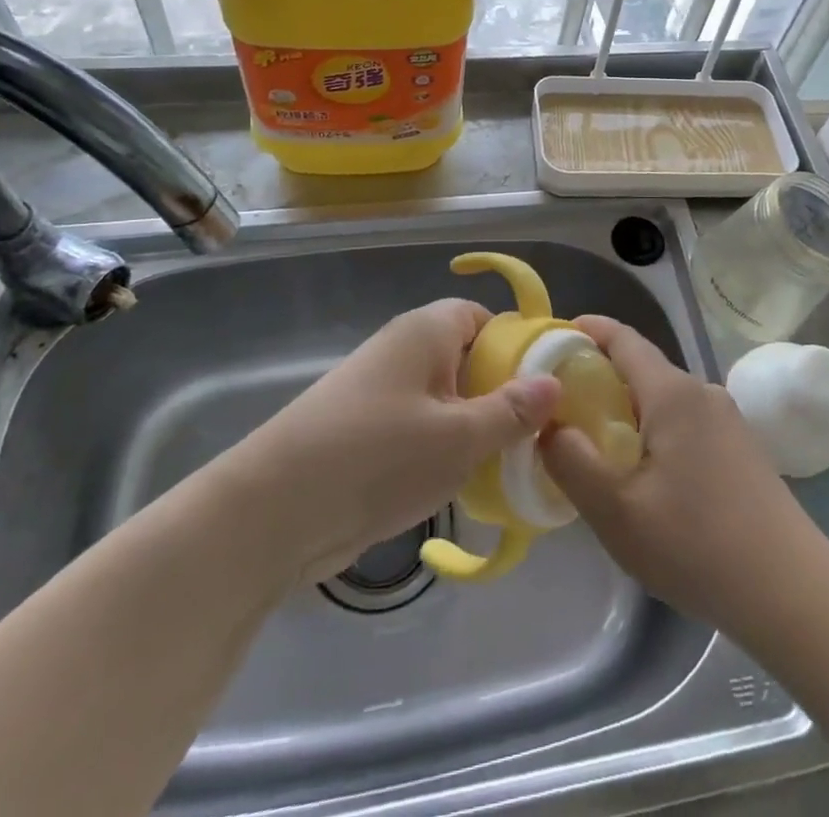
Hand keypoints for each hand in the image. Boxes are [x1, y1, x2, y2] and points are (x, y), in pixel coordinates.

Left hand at [229, 299, 559, 586]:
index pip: (482, 317)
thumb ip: (510, 411)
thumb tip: (553, 383)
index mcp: (426, 331)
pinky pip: (421, 428)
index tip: (549, 383)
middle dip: (502, 392)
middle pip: (467, 357)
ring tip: (512, 463)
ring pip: (446, 398)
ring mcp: (381, 393)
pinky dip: (445, 450)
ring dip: (475, 426)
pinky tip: (467, 485)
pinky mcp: (366, 433)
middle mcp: (403, 351)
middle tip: (539, 432)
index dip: (517, 344)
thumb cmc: (378, 456)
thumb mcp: (459, 437)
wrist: (275, 511)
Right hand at [541, 318, 825, 638]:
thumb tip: (547, 426)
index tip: (552, 339)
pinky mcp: (741, 449)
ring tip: (596, 446)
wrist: (793, 594)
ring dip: (627, 410)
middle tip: (561, 408)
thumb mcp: (617, 512)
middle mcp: (702, 392)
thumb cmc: (698, 546)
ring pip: (664, 399)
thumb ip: (571, 462)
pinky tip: (645, 474)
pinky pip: (685, 422)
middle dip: (600, 378)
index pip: (623, 339)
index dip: (587, 331)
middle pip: (642, 368)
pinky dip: (654, 430)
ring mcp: (728, 420)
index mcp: (673, 393)